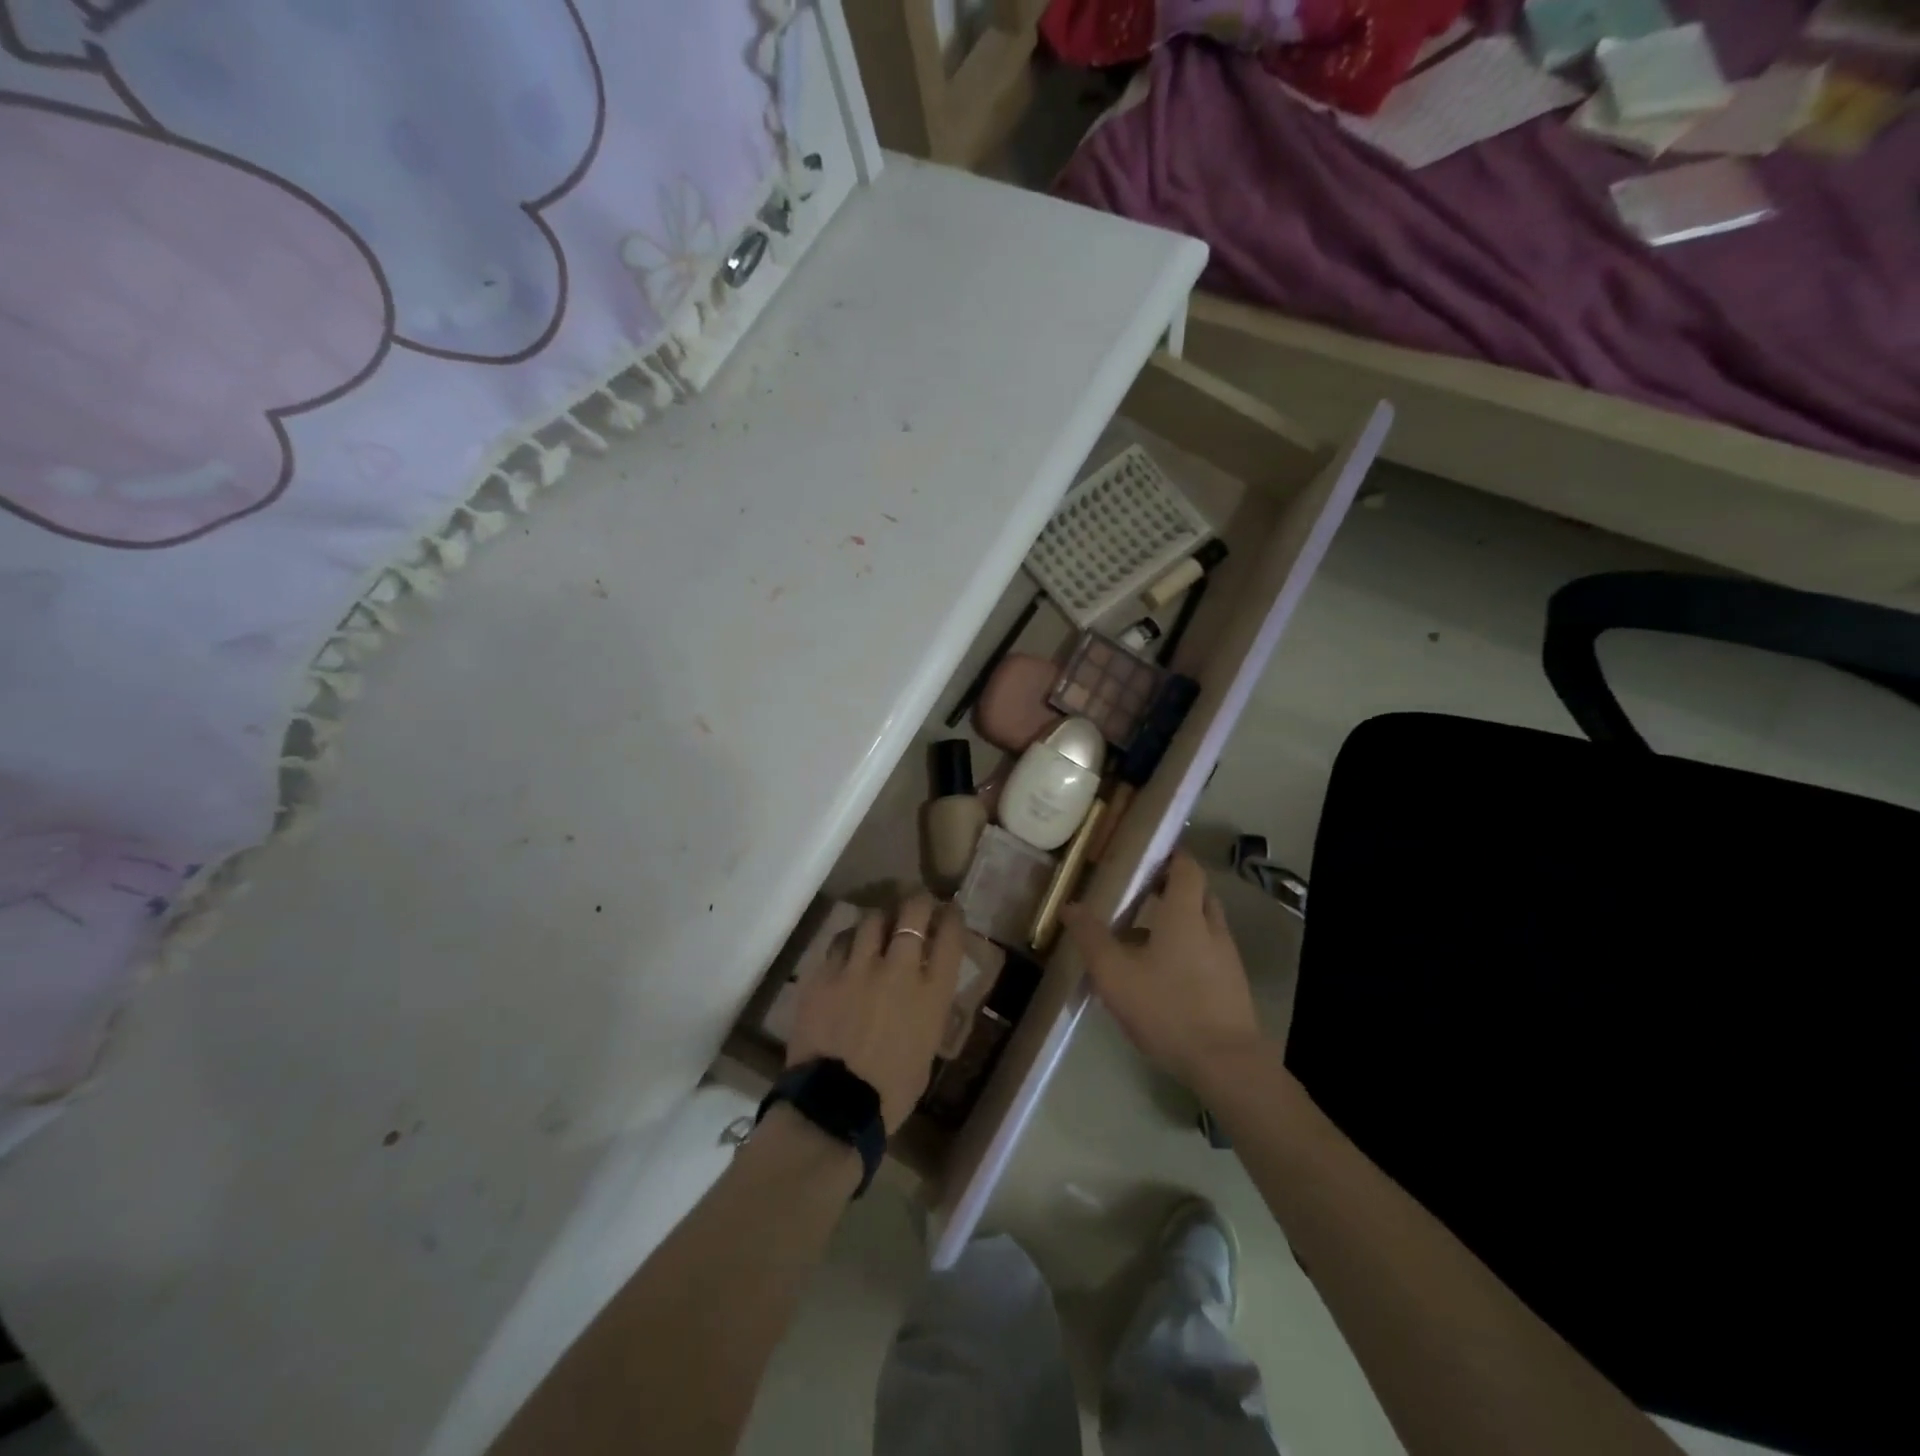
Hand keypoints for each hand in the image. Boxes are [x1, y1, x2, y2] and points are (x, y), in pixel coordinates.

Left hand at [787, 893, 963, 1131]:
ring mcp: (858, 968)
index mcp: (931, 993)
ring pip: (872, 918)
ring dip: (880, 918)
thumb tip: (925, 990)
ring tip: (879, 923)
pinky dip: (849, 940)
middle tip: (916, 903)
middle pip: (912, 912)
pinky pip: (839, 941)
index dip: (951, 915)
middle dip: (917, 901)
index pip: (950, 935)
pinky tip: (849, 946)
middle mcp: (898, 969)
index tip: (948, 910)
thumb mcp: (927, 1049)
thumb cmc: (891, 1091)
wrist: (834, 1108)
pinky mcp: (824, 974)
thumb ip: (929, 1010)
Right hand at [1061, 850, 1264, 1088]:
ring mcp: (1227, 958)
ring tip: (1143, 937)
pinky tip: (1162, 975)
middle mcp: (1212, 928)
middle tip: (1141, 892)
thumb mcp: (1115, 974)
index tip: (1147, 855)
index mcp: (1186, 915)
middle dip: (1173, 888)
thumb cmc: (1167, 1009)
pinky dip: (1187, 949)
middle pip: (1198, 893)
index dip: (1171, 856)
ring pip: (1204, 925)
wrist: (1226, 1065)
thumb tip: (1070, 906)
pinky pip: (1208, 952)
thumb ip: (1091, 937)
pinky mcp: (1232, 986)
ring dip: (1178, 921)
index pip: (1187, 868)